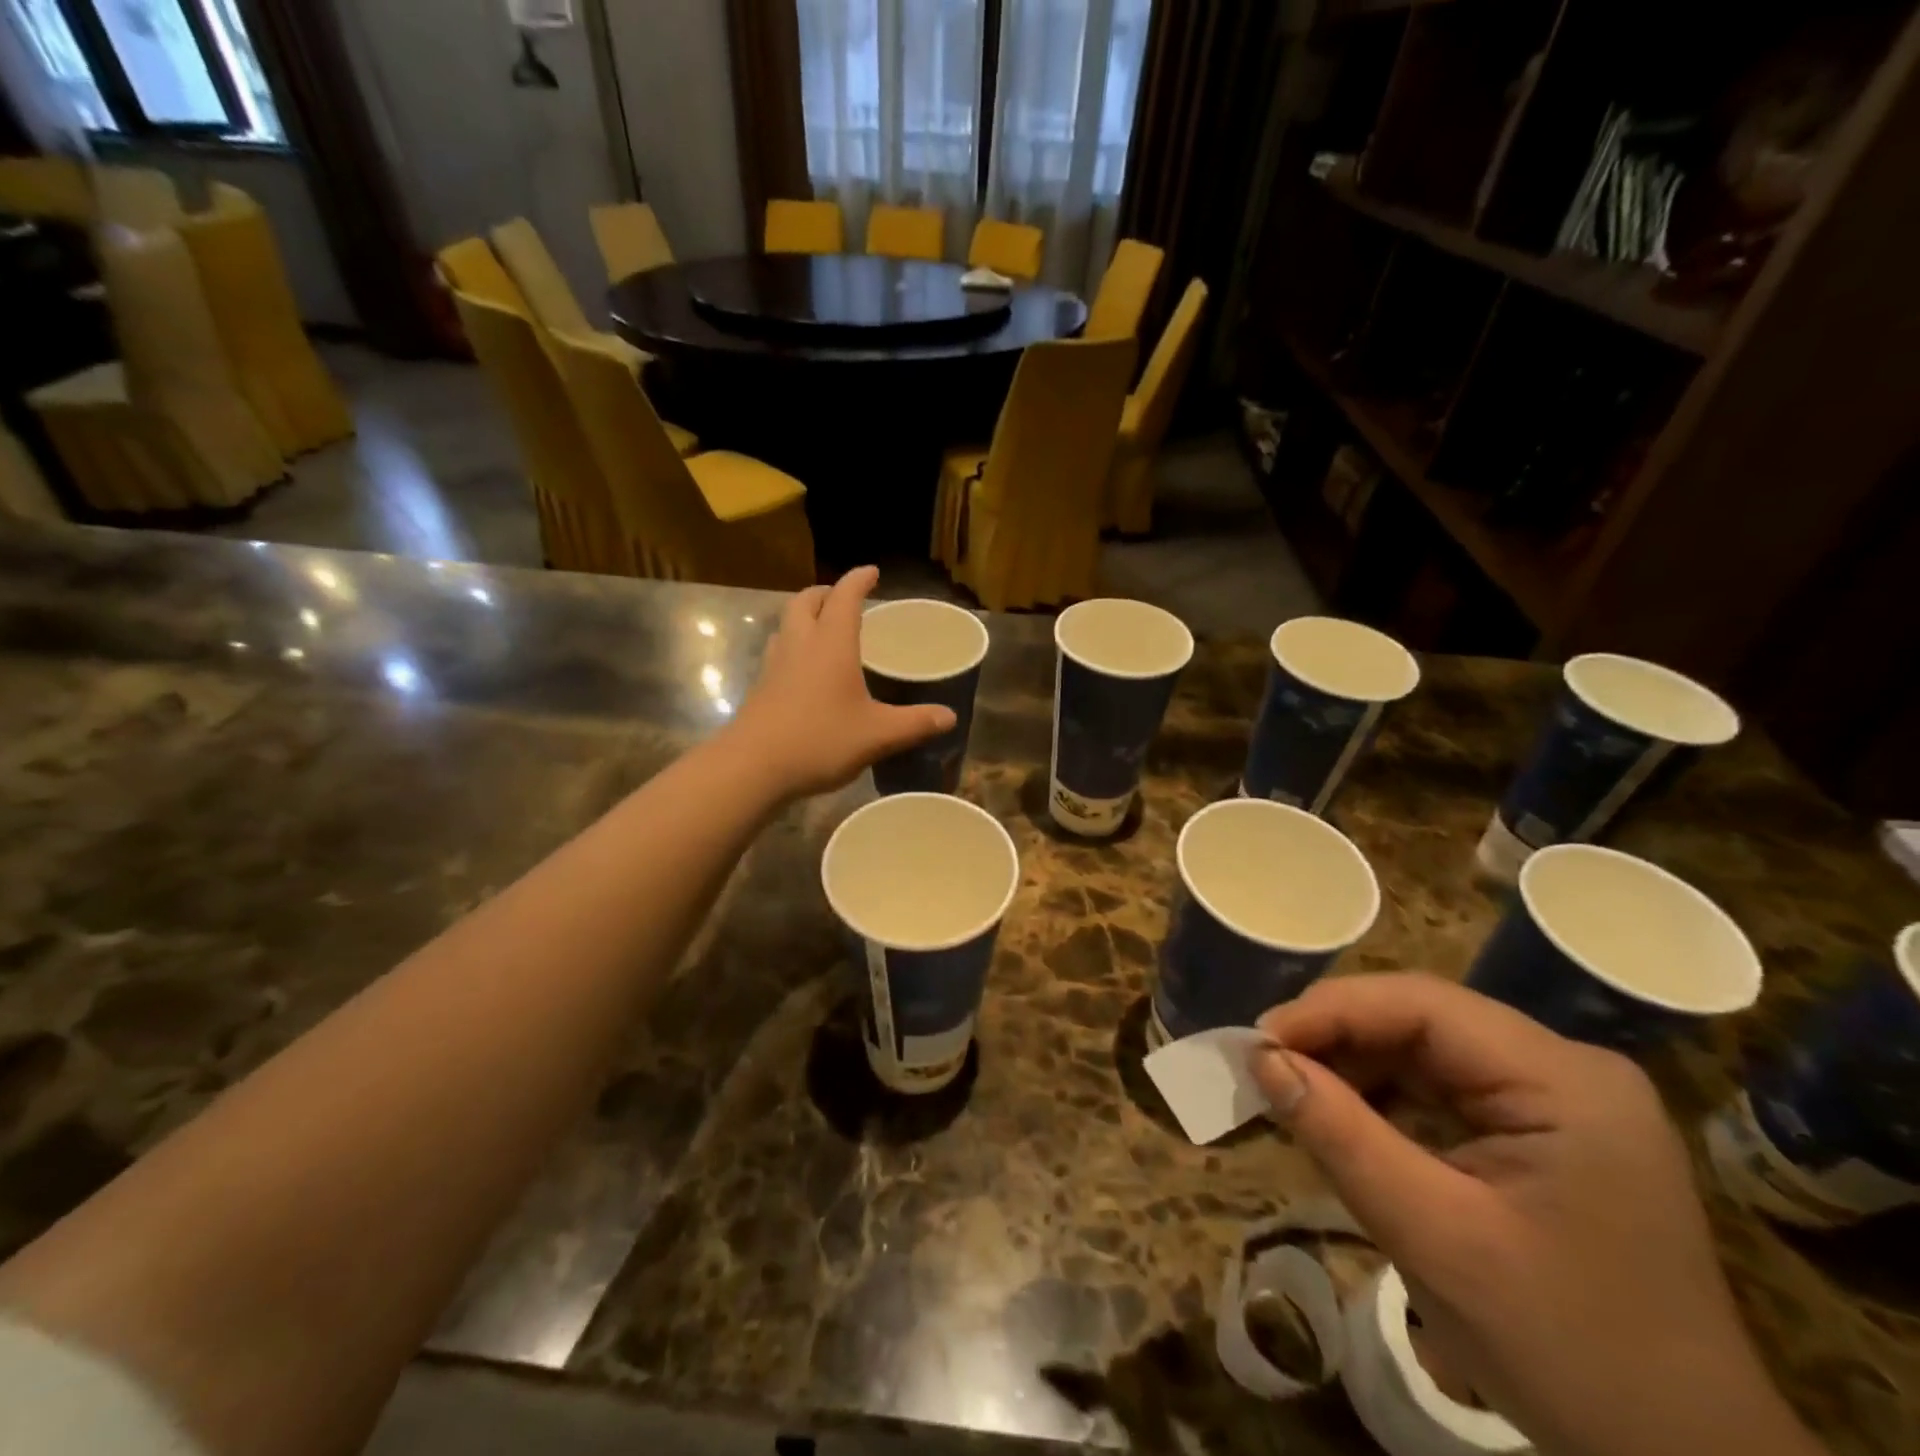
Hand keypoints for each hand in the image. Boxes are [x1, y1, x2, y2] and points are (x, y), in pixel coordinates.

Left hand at [728, 566, 956, 800]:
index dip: (858, 580)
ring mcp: (774, 666)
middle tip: (843, 599)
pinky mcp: (761, 688)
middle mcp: (800, 644)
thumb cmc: (819, 740)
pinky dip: (795, 647)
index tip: (871, 572)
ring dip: (805, 617)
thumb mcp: (877, 735)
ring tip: (824, 630)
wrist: (753, 767)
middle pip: (806, 601)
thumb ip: (915, 724)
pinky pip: (779, 652)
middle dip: (825, 593)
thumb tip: (949, 717)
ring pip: (787, 624)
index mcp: (831, 644)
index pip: (844, 597)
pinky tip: (806, 672)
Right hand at [1251, 974, 1821, 1455]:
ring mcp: (1559, 1097)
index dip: (1331, 1011)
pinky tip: (1347, 1122)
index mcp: (1564, 1081)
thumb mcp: (1436, 1240)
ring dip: (1355, 1068)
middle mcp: (1566, 1068)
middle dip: (1338, 1040)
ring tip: (1294, 1095)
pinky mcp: (1544, 1128)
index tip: (1258, 1042)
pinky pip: (1444, 1088)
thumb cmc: (1568, 1353)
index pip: (1423, 1006)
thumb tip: (1261, 1060)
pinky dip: (1386, 1099)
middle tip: (1266, 1068)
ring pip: (1427, 1050)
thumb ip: (1342, 1137)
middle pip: (1424, 1022)